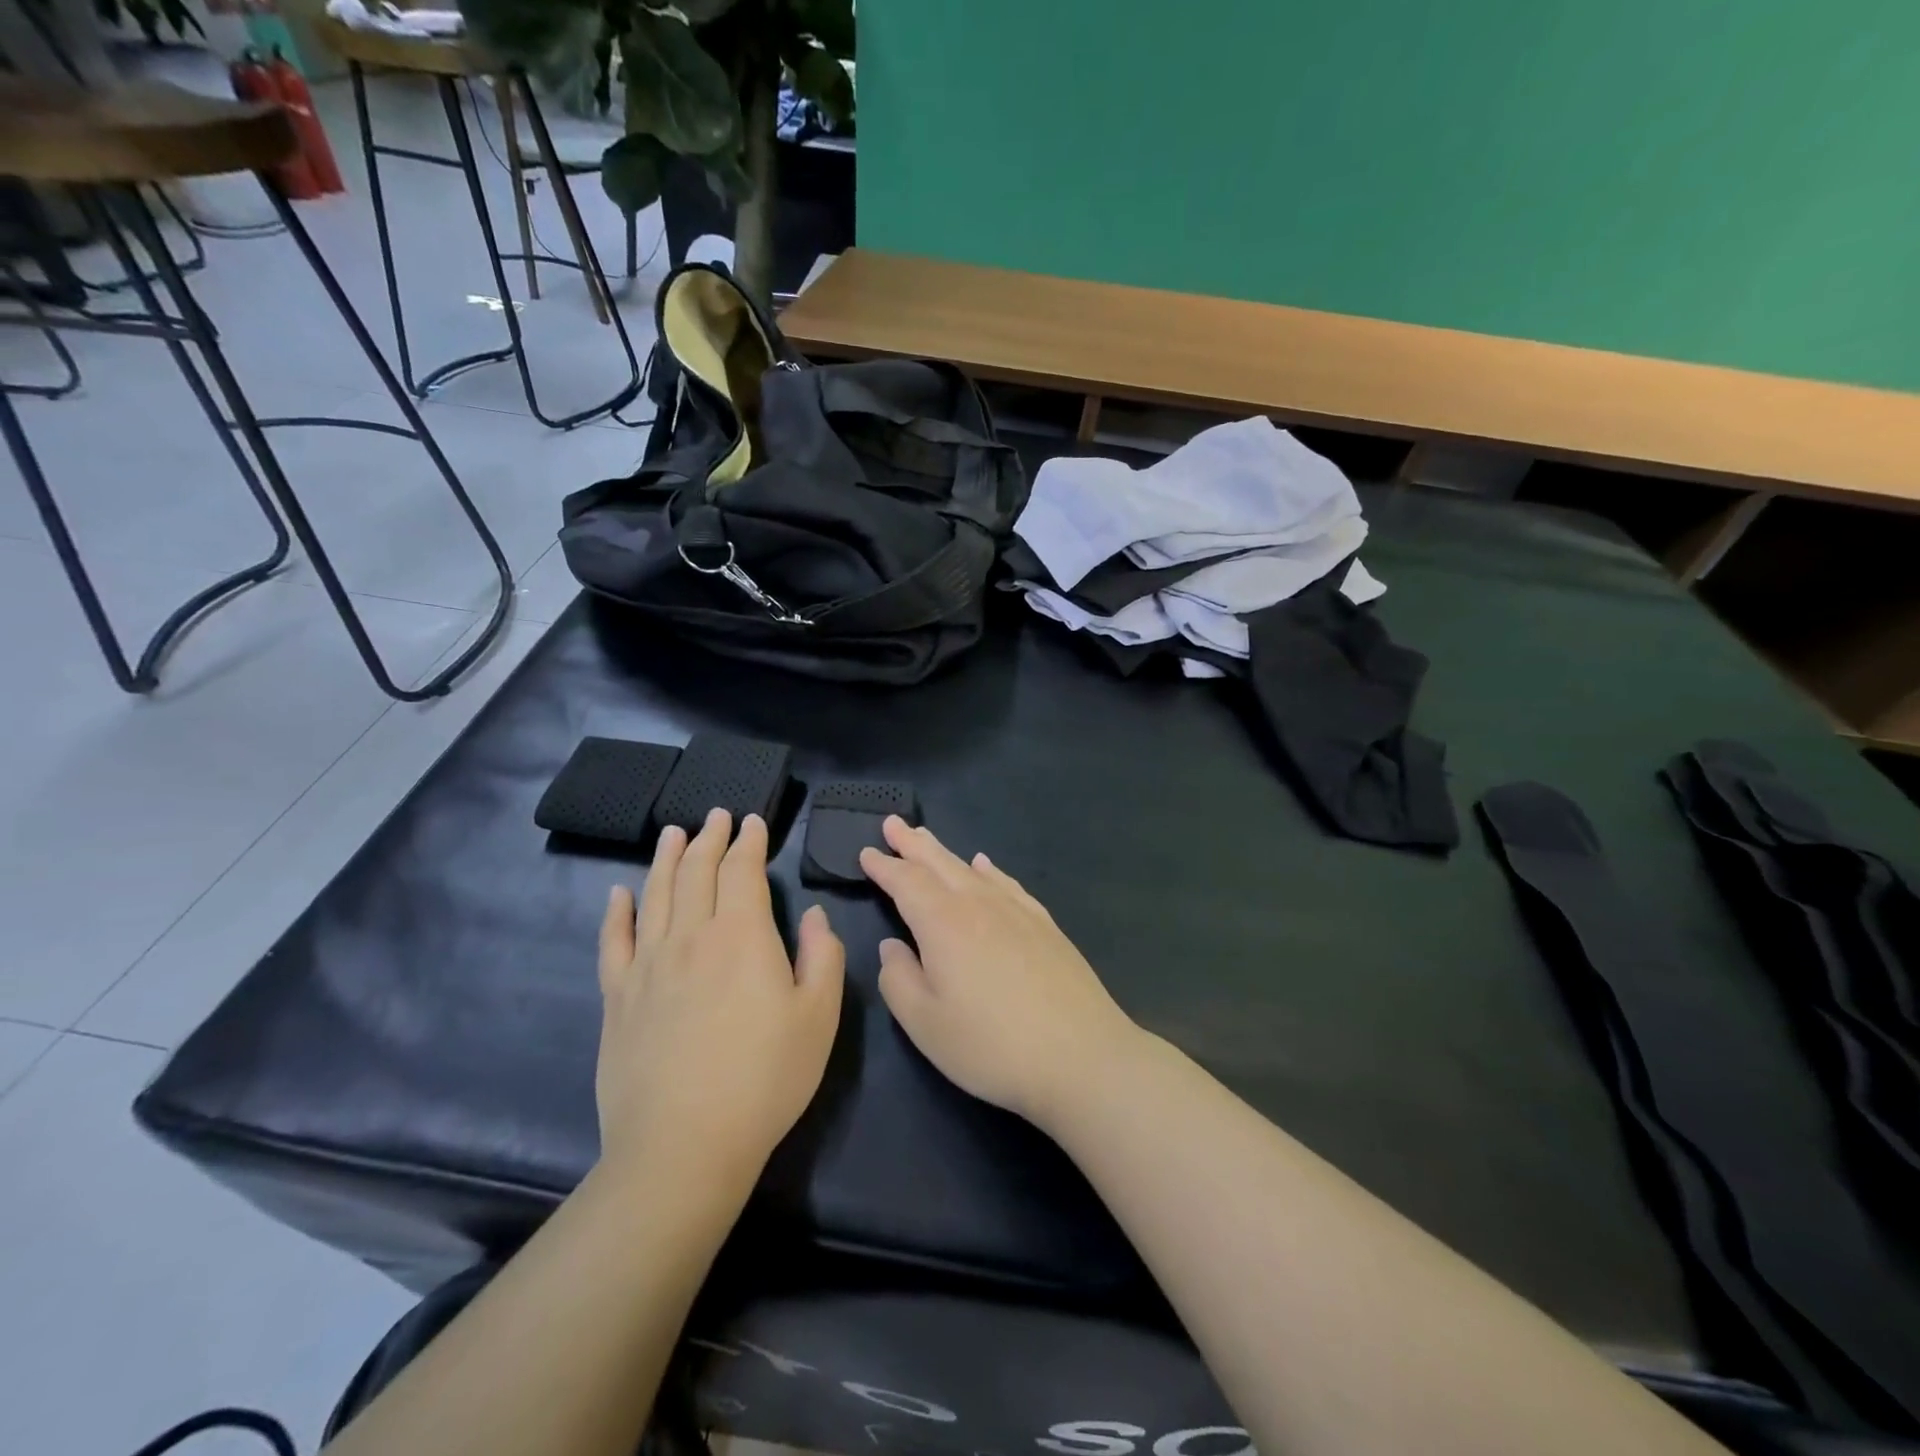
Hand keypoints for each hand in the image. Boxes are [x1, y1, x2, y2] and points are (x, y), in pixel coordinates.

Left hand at [597, 810, 844, 1193]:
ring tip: (673, 833)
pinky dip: (617, 912)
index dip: (748, 842)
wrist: (683, 1146)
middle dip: (709, 839)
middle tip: (716, 815)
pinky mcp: (618, 998)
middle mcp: (690, 937)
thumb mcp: (819, 1017)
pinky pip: (613, 941)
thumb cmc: (764, 1079)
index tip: (753, 821)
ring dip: (666, 859)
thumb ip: (822, 956)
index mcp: (741, 936)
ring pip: (656, 894)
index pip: (742, 871)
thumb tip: (813, 915)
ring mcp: (647, 966)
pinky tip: (619, 894)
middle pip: (697, 872)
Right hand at [859, 817, 1142, 1126]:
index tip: (866, 852)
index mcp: (944, 923)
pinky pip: (1008, 884)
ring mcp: (1017, 911)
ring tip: (927, 838)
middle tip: (892, 823)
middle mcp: (979, 904)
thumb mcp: (925, 1024)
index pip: (906, 883)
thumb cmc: (991, 1045)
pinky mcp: (1045, 925)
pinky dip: (990, 870)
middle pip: (939, 864)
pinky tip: (986, 866)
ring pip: (972, 869)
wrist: (1081, 1055)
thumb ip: (898, 979)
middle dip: (912, 844)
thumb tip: (892, 946)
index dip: (884, 866)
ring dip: (944, 852)